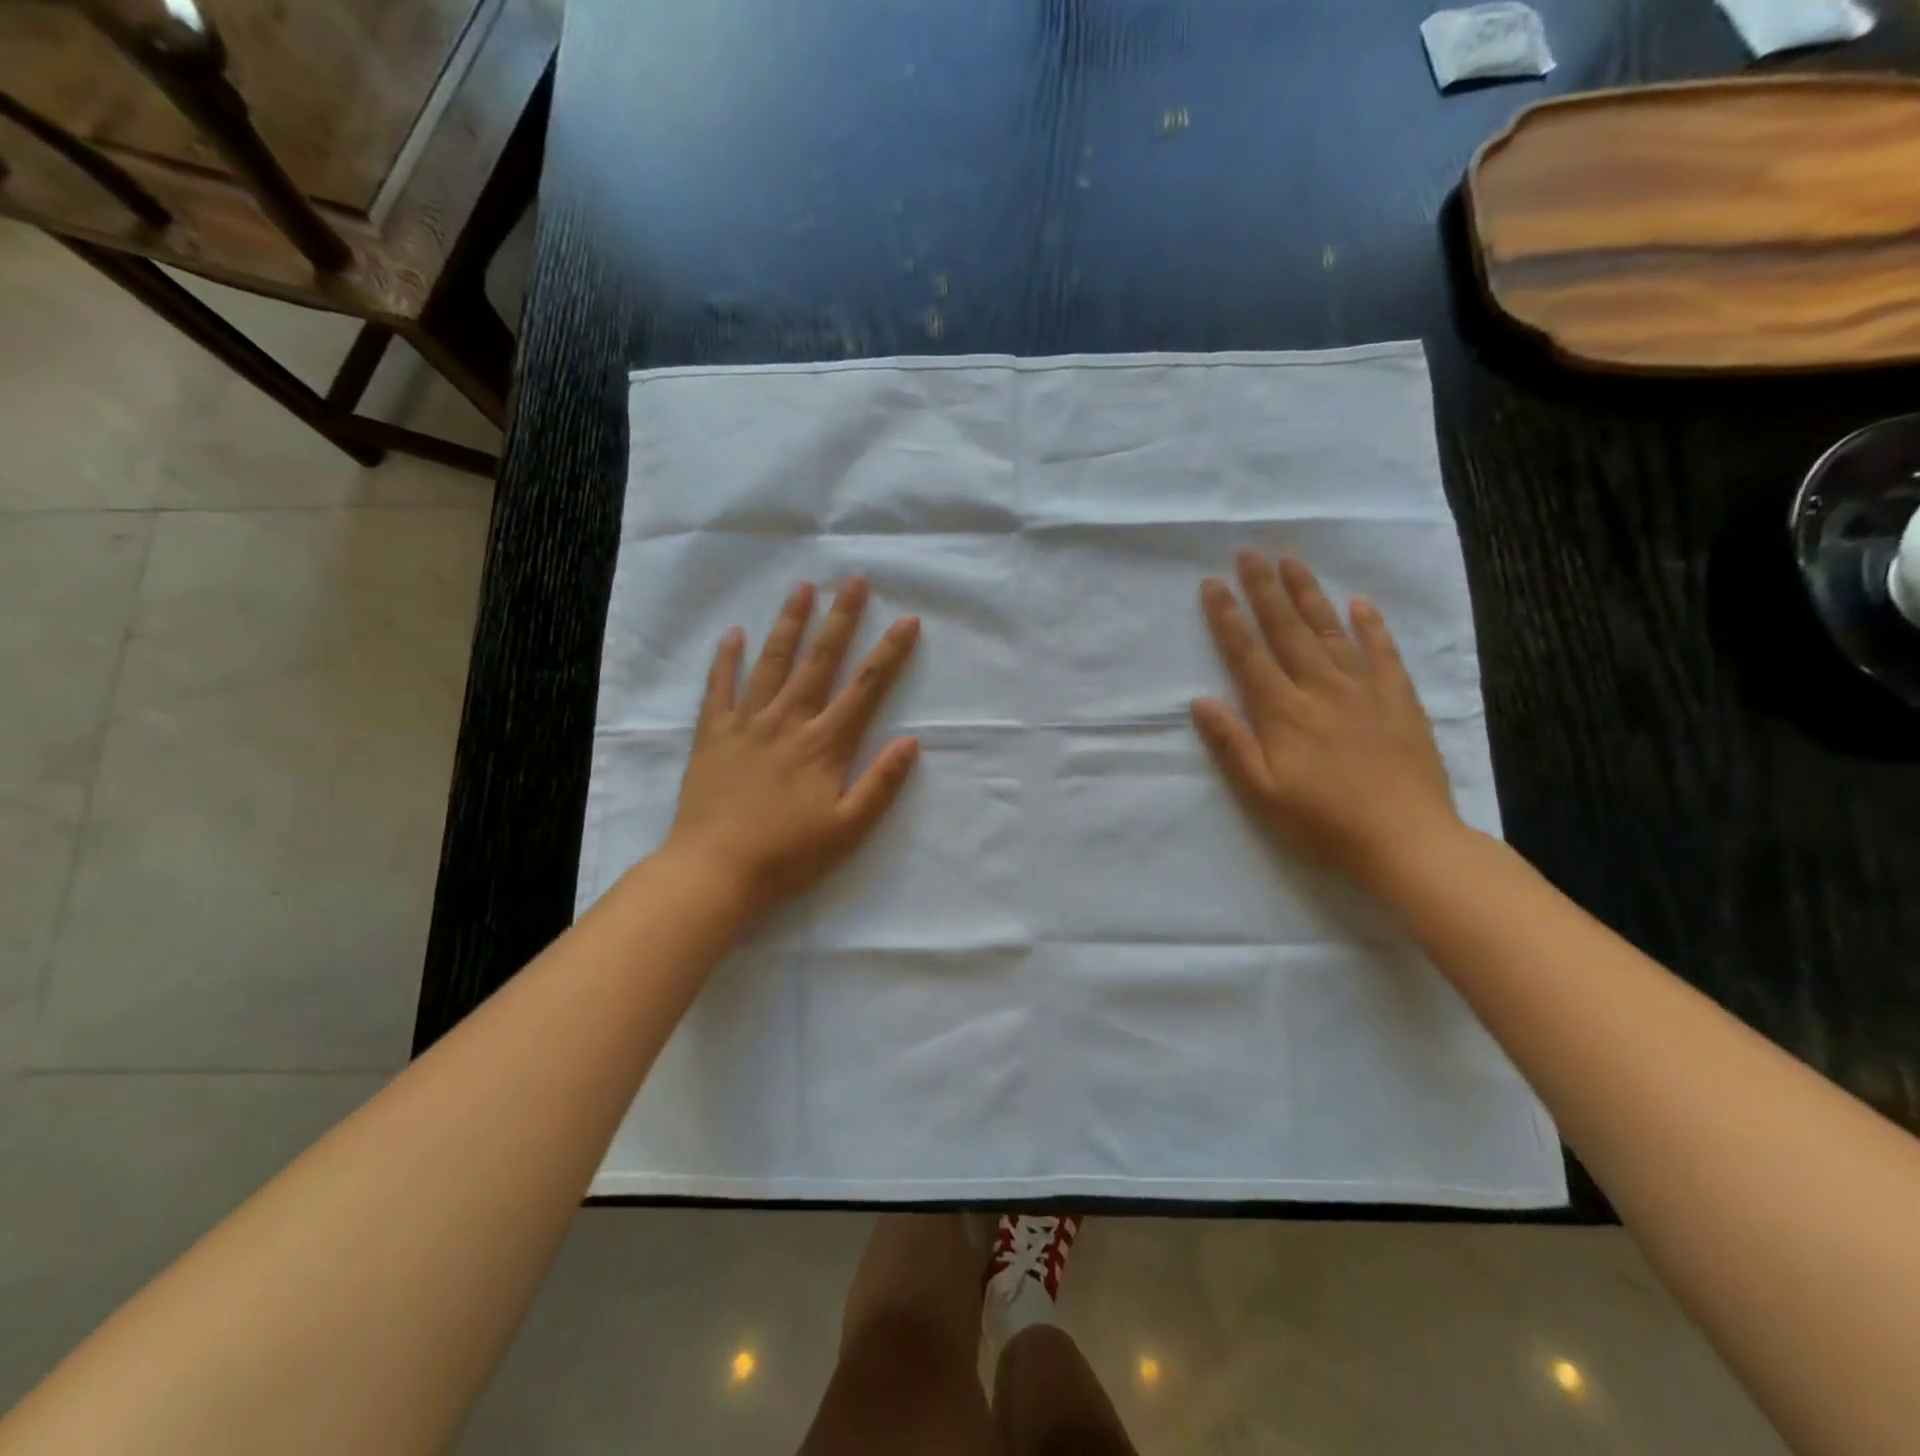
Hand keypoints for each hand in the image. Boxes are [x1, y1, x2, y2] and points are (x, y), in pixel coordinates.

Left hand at [664, 579, 920, 919]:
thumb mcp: (848, 829)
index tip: (907, 620)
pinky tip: (733, 633)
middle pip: (820, 661)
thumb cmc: (788, 855)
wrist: (715, 871)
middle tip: (854, 580)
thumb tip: (911, 742)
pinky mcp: (713, 735)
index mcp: (825, 744)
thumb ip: (881, 784)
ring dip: (789, 623)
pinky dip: (726, 659)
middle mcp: (788, 722)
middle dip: (841, 619)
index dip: (890, 653)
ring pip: (772, 662)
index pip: (866, 688)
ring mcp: (747, 724)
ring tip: (802, 588)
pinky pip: (719, 688)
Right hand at [1191, 552, 1462, 892]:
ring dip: (1308, 594)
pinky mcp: (1398, 699)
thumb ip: (1231, 744)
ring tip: (1291, 561)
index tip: (1212, 584)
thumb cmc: (1322, 821)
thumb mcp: (1262, 792)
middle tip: (1249, 552)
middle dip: (1264, 589)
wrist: (1405, 839)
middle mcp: (1320, 688)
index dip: (1227, 618)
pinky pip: (1383, 652)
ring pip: (1330, 630)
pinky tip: (1360, 603)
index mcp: (1283, 711)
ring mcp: (1363, 690)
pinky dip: (1371, 625)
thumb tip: (1200, 701)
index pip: (1247, 654)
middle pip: (1286, 629)